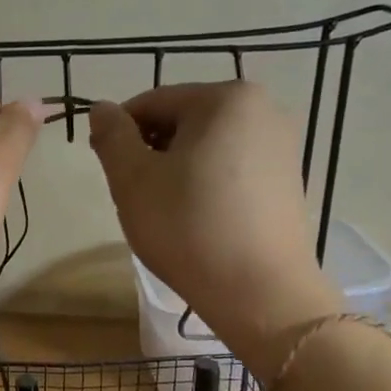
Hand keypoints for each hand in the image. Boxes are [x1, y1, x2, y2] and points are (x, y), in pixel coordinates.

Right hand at [89, 82, 341, 345]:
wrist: (260, 293)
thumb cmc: (188, 227)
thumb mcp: (132, 178)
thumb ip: (111, 135)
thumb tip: (102, 108)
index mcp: (225, 98)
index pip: (151, 103)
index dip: (119, 134)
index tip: (107, 170)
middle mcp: (262, 109)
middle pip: (181, 121)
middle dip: (151, 152)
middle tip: (136, 196)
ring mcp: (281, 145)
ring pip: (205, 146)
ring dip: (176, 169)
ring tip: (166, 211)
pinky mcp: (288, 179)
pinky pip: (231, 167)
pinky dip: (205, 183)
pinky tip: (196, 219)